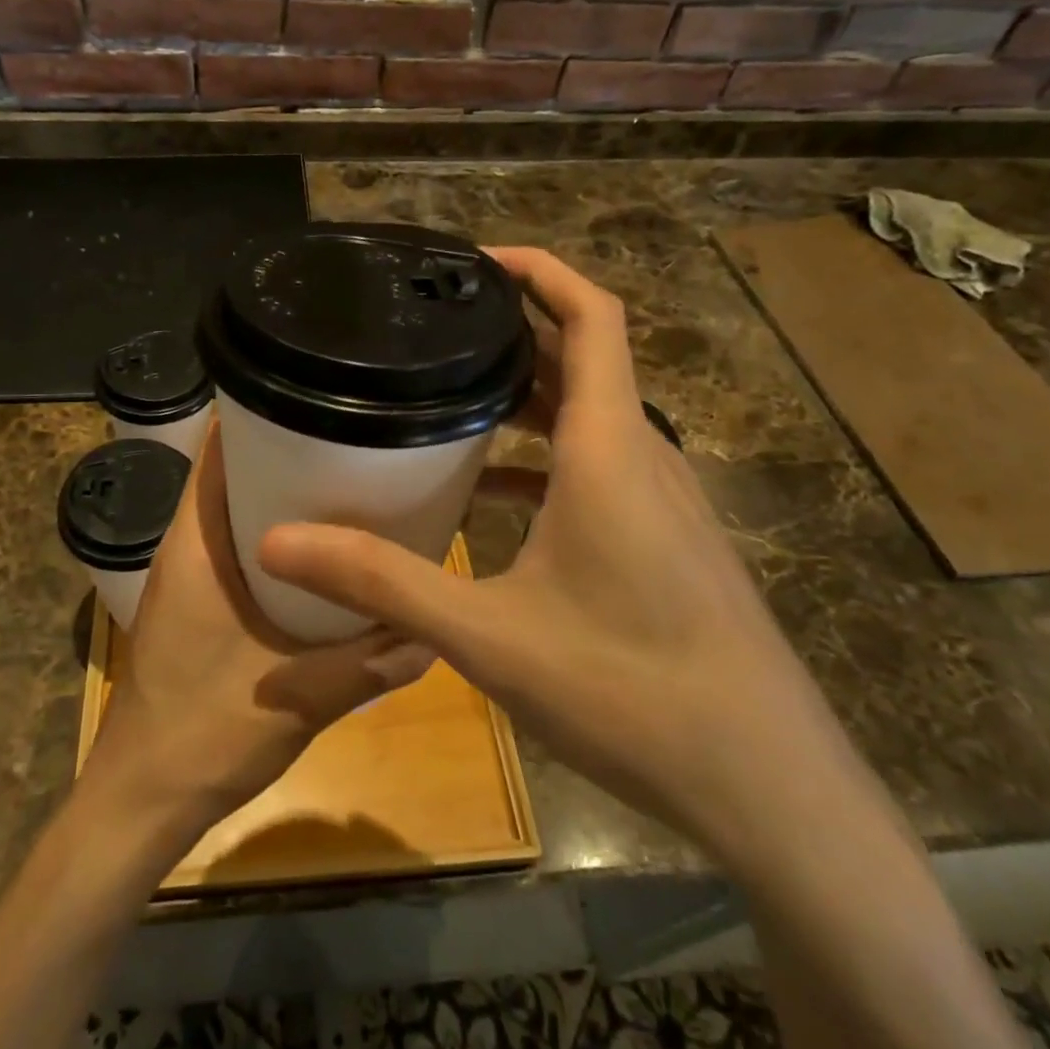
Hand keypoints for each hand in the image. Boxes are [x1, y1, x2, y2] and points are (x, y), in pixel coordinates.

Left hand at [85, 425, 434, 841]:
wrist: (142, 801)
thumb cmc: (204, 735)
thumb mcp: (299, 698)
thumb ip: (368, 663)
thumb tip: (433, 631)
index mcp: (196, 544)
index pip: (217, 449)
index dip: (261, 412)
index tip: (319, 398)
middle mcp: (186, 545)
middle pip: (232, 470)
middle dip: (287, 450)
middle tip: (354, 441)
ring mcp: (188, 574)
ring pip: (235, 507)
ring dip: (281, 493)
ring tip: (349, 483)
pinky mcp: (196, 601)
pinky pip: (237, 543)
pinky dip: (275, 533)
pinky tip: (324, 552)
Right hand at [258, 247, 856, 863]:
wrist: (769, 789)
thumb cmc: (633, 691)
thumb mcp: (489, 636)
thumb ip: (382, 582)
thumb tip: (280, 542)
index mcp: (609, 448)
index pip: (592, 316)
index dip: (540, 269)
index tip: (475, 259)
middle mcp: (642, 456)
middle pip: (583, 358)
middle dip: (514, 329)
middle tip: (434, 326)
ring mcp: (663, 500)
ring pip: (591, 415)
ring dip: (528, 394)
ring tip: (449, 394)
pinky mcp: (667, 540)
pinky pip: (599, 468)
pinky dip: (546, 458)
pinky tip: (492, 495)